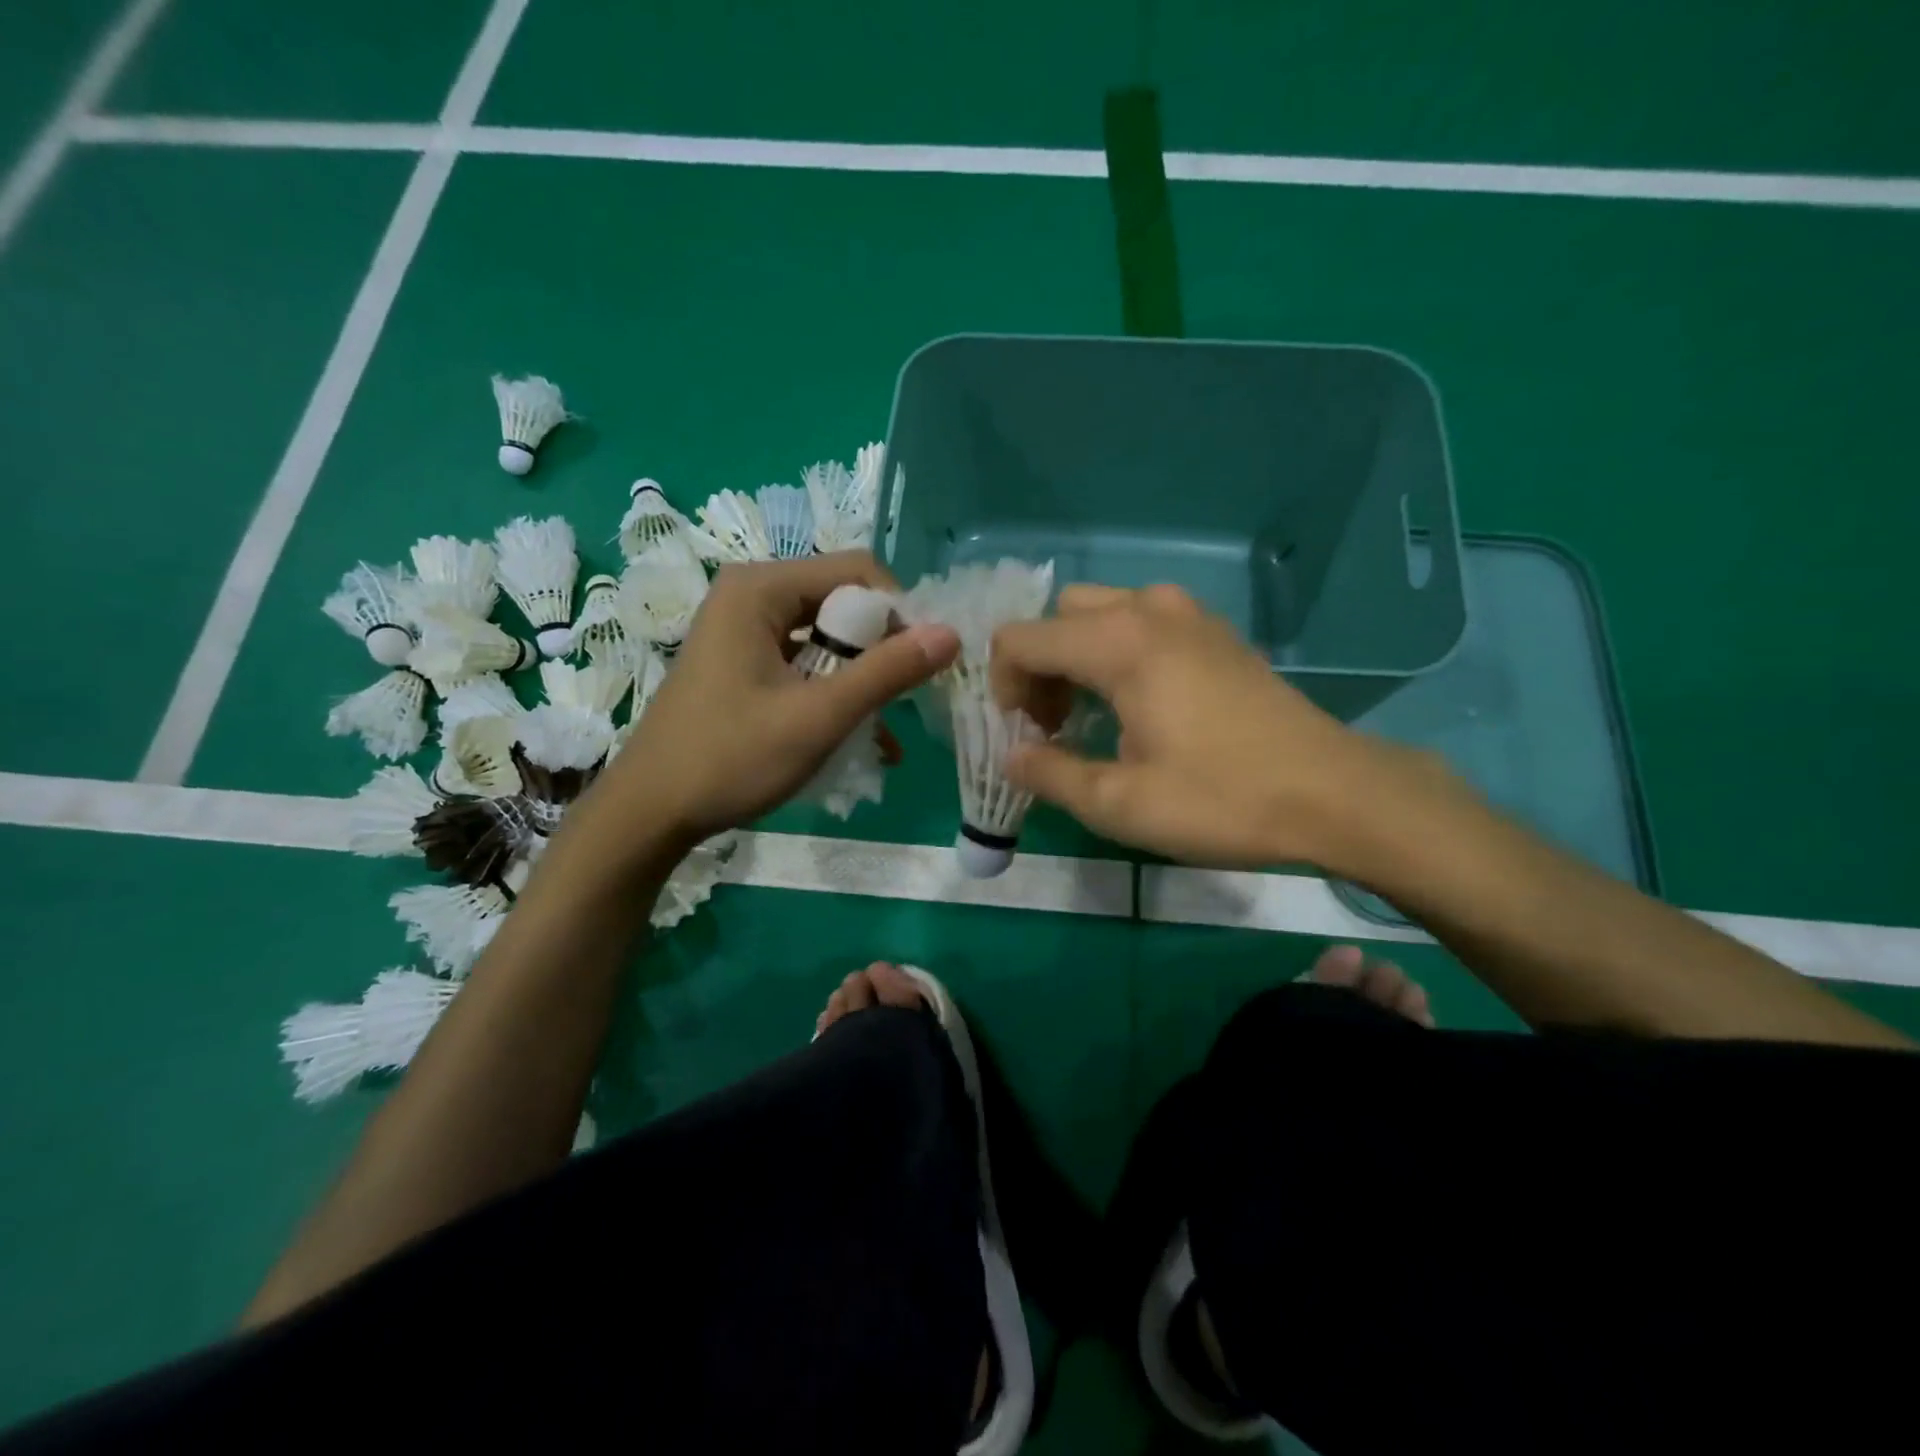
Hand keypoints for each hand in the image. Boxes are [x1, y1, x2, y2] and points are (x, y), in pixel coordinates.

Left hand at [601, 553, 959, 847]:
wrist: (650, 811)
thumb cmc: (731, 758)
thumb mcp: (818, 716)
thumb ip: (886, 673)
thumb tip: (951, 634)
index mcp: (761, 588)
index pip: (858, 572)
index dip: (899, 613)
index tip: (920, 666)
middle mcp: (752, 595)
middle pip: (843, 601)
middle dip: (881, 650)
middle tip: (903, 700)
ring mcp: (744, 629)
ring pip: (828, 636)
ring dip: (862, 678)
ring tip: (885, 728)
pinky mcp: (744, 661)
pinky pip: (805, 662)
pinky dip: (834, 692)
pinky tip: (861, 738)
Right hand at [992, 584, 1427, 869]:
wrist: (1335, 794)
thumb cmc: (1222, 799)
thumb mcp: (1121, 804)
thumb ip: (1050, 775)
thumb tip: (1012, 757)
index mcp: (1117, 642)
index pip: (1021, 639)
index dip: (1003, 686)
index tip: (1024, 736)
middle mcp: (1147, 610)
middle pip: (1057, 618)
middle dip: (1039, 668)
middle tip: (1053, 726)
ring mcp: (1188, 613)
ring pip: (1099, 613)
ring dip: (1076, 657)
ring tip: (1090, 716)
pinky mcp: (1214, 631)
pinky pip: (1141, 621)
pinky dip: (1115, 651)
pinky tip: (1138, 704)